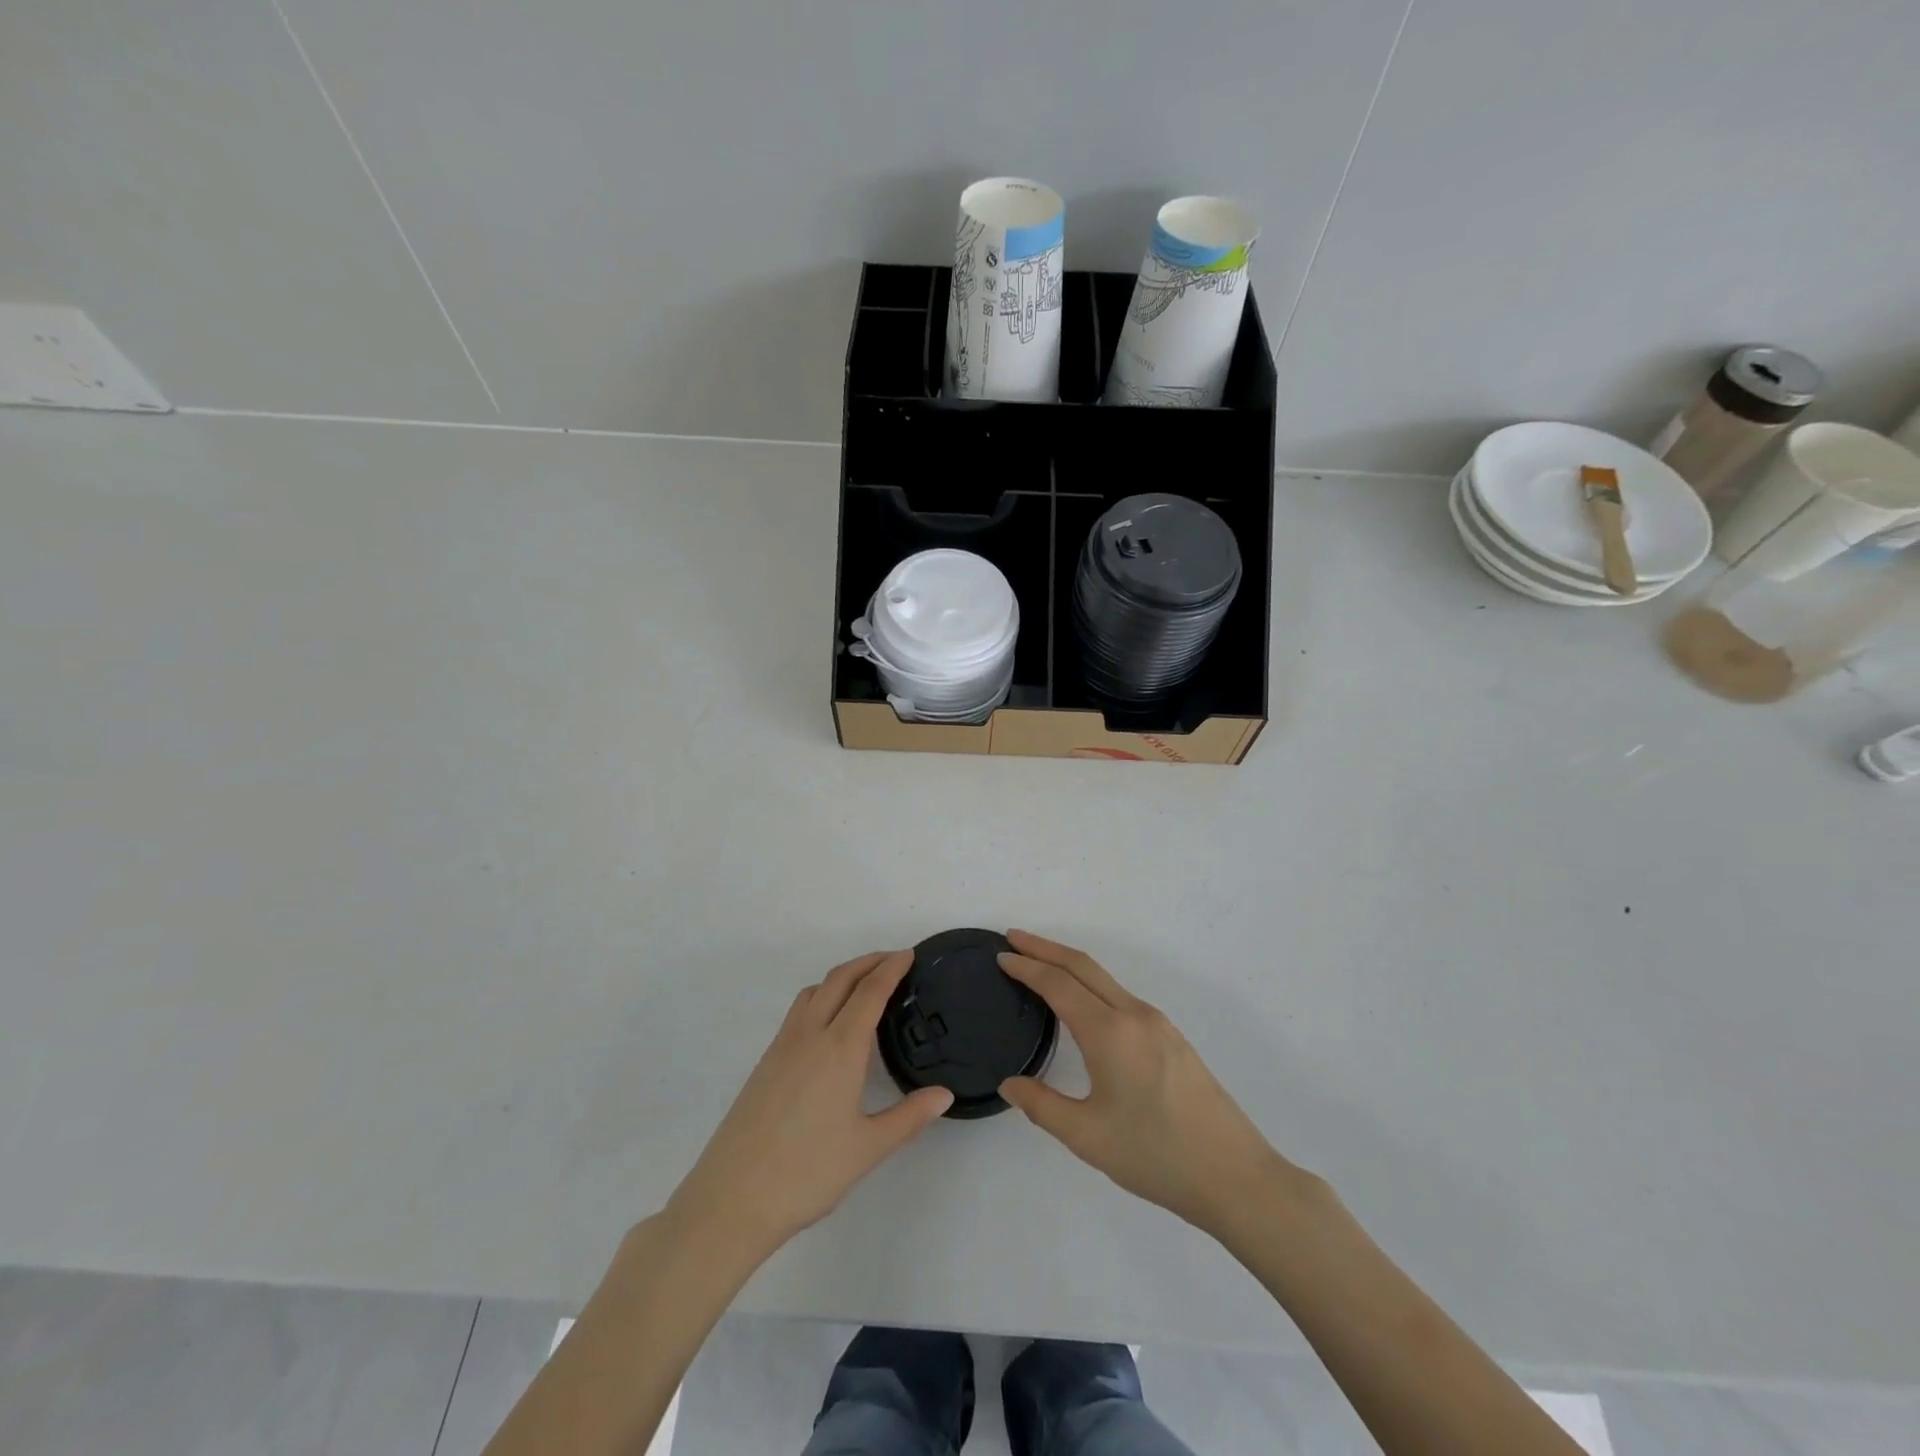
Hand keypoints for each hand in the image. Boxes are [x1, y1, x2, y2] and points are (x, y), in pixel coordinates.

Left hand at [667, 951, 951, 1260]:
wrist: (731, 1199)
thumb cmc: (806, 1173)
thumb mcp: (867, 1149)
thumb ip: (909, 1117)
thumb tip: (944, 1095)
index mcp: (839, 1048)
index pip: (870, 992)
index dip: (891, 968)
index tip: (909, 954)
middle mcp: (810, 1035)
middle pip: (840, 979)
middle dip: (868, 962)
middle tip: (894, 960)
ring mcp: (782, 1046)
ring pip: (814, 990)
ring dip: (843, 976)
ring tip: (865, 984)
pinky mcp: (766, 1062)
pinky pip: (798, 1010)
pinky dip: (822, 995)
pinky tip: (830, 1022)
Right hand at [997, 931, 1295, 1237]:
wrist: (1235, 1176)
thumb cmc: (1155, 1156)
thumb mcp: (1087, 1136)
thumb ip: (1041, 1105)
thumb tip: (1009, 1084)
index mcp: (1110, 1032)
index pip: (1059, 985)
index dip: (1027, 967)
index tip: (1001, 955)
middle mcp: (1134, 1015)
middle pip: (1083, 966)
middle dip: (1046, 948)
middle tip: (1014, 938)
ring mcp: (1158, 1024)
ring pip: (1105, 979)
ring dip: (1070, 964)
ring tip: (1041, 966)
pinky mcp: (1172, 1038)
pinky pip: (1121, 996)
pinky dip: (1092, 984)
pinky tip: (1084, 1004)